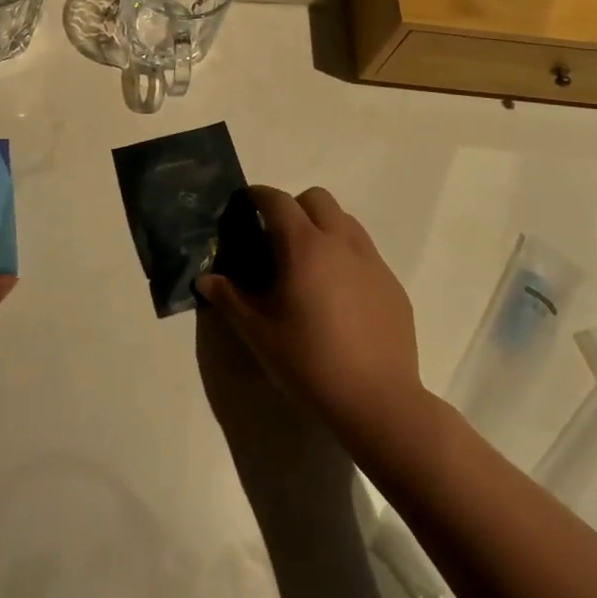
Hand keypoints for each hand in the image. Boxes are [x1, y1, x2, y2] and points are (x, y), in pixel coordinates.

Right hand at [195, 186, 422, 446]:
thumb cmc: (310, 362)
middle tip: (278, 238)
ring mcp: (372, 261)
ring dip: (323, 227)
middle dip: (294, 207)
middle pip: (317, 198)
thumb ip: (229, 298)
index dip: (258, 196)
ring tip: (309, 264)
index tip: (245, 204)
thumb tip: (204, 279)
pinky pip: (365, 252)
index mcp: (304, 246)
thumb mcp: (259, 333)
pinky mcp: (392, 284)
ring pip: (345, 220)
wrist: (378, 401)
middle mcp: (341, 242)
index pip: (277, 200)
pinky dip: (346, 256)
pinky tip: (339, 295)